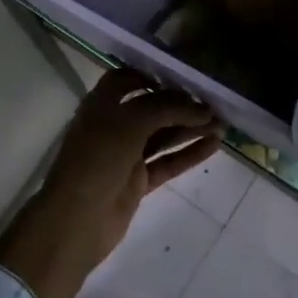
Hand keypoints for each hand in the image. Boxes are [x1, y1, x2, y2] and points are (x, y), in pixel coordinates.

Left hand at [0, 69, 220, 297]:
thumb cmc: (97, 161)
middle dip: (181, 104)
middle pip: (151, 108)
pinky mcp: (137, 181)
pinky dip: (189, 154)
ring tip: (223, 123)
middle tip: (214, 102)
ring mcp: (125, 155)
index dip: (151, 74)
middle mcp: (113, 126)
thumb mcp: (130, 123)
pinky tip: (214, 145)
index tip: (182, 76)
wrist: (75, 222)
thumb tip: (202, 107)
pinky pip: (167, 162)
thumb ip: (167, 108)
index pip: (125, 79)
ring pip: (163, 135)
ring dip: (191, 128)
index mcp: (101, 105)